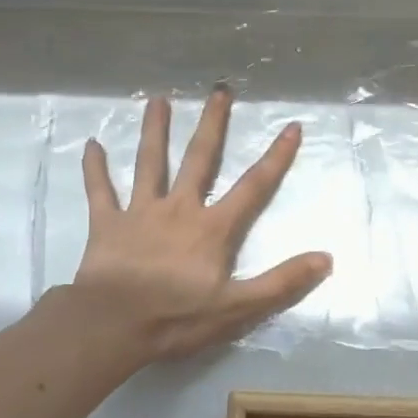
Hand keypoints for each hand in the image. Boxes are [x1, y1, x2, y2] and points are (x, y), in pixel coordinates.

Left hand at [71, 88, 331, 364]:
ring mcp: (140, 213)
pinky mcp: (106, 224)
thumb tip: (326, 258)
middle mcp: (179, 209)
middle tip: (219, 91)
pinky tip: (91, 145)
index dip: (275, 157)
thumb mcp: (239, 307)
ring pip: (150, 163)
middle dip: (212, 125)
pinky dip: (95, 168)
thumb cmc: (177, 317)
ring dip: (155, 131)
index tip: (291, 126)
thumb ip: (282, 282)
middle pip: (199, 159)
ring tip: (158, 100)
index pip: (253, 186)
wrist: (113, 325)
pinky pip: (100, 191)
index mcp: (212, 228)